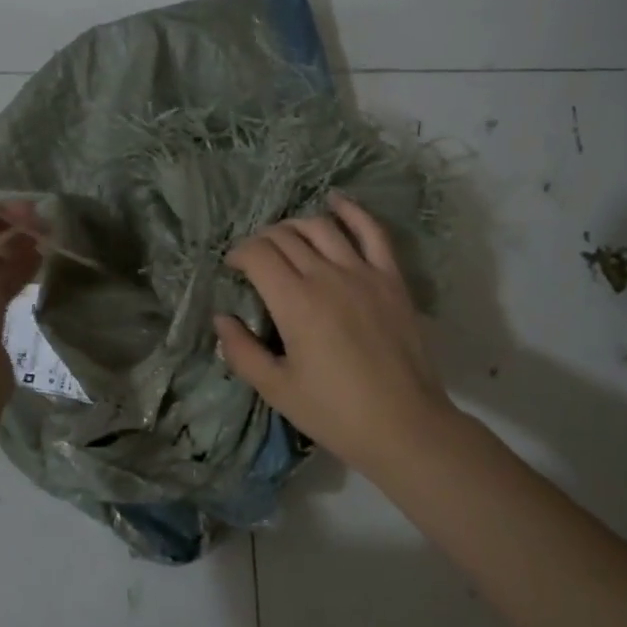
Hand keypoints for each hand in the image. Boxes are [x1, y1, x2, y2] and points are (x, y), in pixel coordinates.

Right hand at [214, 194, 456, 476]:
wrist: (404, 426)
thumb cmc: (335, 413)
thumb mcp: (276, 390)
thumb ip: (241, 351)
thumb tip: (222, 318)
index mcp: (295, 302)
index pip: (258, 254)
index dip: (238, 254)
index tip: (233, 268)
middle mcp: (327, 276)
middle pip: (286, 236)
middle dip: (262, 241)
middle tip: (255, 260)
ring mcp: (364, 273)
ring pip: (322, 227)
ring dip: (295, 226)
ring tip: (285, 238)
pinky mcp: (392, 278)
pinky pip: (372, 231)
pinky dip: (352, 211)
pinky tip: (336, 201)